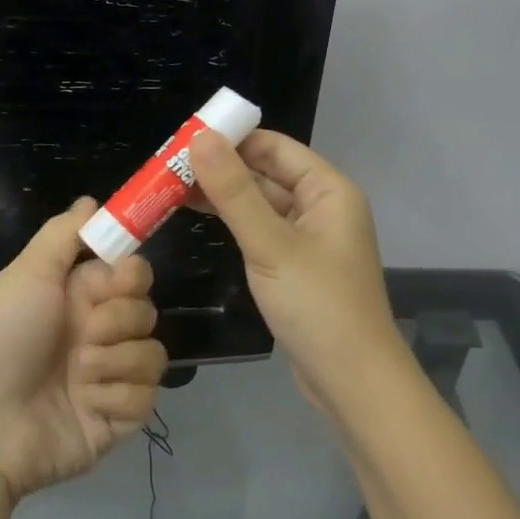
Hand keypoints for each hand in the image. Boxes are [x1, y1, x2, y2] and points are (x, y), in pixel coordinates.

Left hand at [0, 197, 168, 502]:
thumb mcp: (26, 274)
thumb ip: (64, 235)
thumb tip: (91, 201)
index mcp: (75, 299)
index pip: (131, 274)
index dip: (130, 275)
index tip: (116, 279)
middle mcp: (94, 335)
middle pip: (146, 310)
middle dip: (119, 319)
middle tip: (86, 333)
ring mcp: (107, 379)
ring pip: (153, 353)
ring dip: (116, 360)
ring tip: (79, 375)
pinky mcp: (116, 419)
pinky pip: (146, 396)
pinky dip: (116, 396)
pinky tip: (85, 403)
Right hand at [189, 129, 407, 413]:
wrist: (352, 381)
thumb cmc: (318, 305)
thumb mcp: (272, 245)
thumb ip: (235, 192)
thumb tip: (201, 137)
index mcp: (328, 190)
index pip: (275, 146)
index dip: (232, 138)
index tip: (183, 139)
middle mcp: (322, 207)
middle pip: (266, 173)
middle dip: (221, 167)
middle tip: (167, 167)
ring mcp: (310, 238)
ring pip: (261, 203)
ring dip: (223, 195)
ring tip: (171, 189)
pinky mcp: (297, 266)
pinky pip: (262, 231)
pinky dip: (233, 223)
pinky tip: (200, 220)